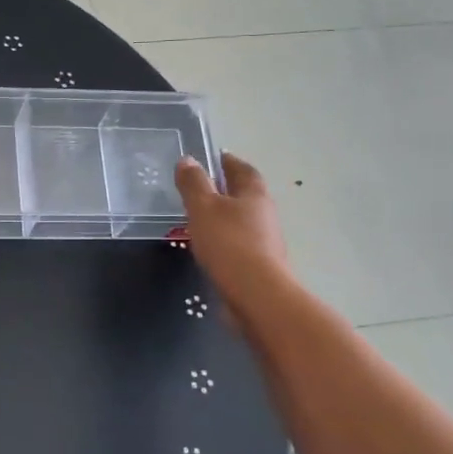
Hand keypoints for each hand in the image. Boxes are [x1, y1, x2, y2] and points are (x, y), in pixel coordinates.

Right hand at [175, 152, 290, 308]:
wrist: (256, 295)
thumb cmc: (229, 243)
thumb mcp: (203, 207)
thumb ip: (194, 183)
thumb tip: (188, 159)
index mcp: (254, 194)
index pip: (242, 169)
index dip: (227, 162)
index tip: (212, 158)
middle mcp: (264, 214)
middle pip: (245, 194)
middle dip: (225, 189)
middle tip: (200, 187)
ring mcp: (264, 241)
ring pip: (241, 220)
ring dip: (224, 216)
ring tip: (198, 218)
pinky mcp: (258, 265)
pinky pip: (238, 243)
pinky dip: (223, 239)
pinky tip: (207, 247)